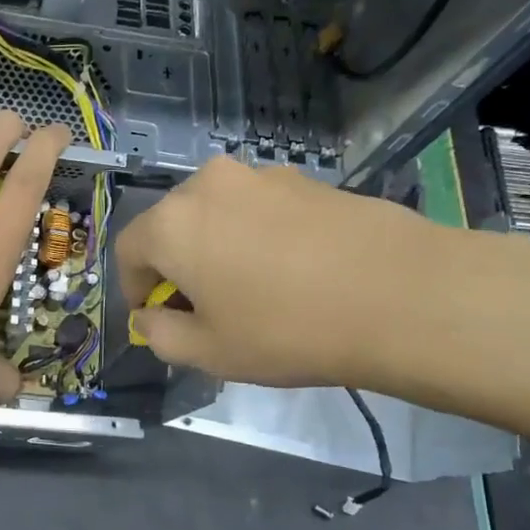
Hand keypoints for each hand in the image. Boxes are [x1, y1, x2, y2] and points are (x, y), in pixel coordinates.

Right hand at [114, 155, 443, 387]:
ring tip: (251, 288)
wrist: (402, 294)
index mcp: (171, 224)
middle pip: (171, 226)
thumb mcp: (209, 352)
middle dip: (175, 266)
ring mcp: (260, 176)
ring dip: (216, 247)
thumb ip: (159, 335)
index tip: (156, 318)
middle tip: (202, 307)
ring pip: (216, 214)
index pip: (127, 251)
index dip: (133, 289)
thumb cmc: (287, 329)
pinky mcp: (305, 179)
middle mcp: (207, 186)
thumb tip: (149, 317)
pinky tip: (291, 271)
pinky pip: (259, 209)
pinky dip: (256, 236)